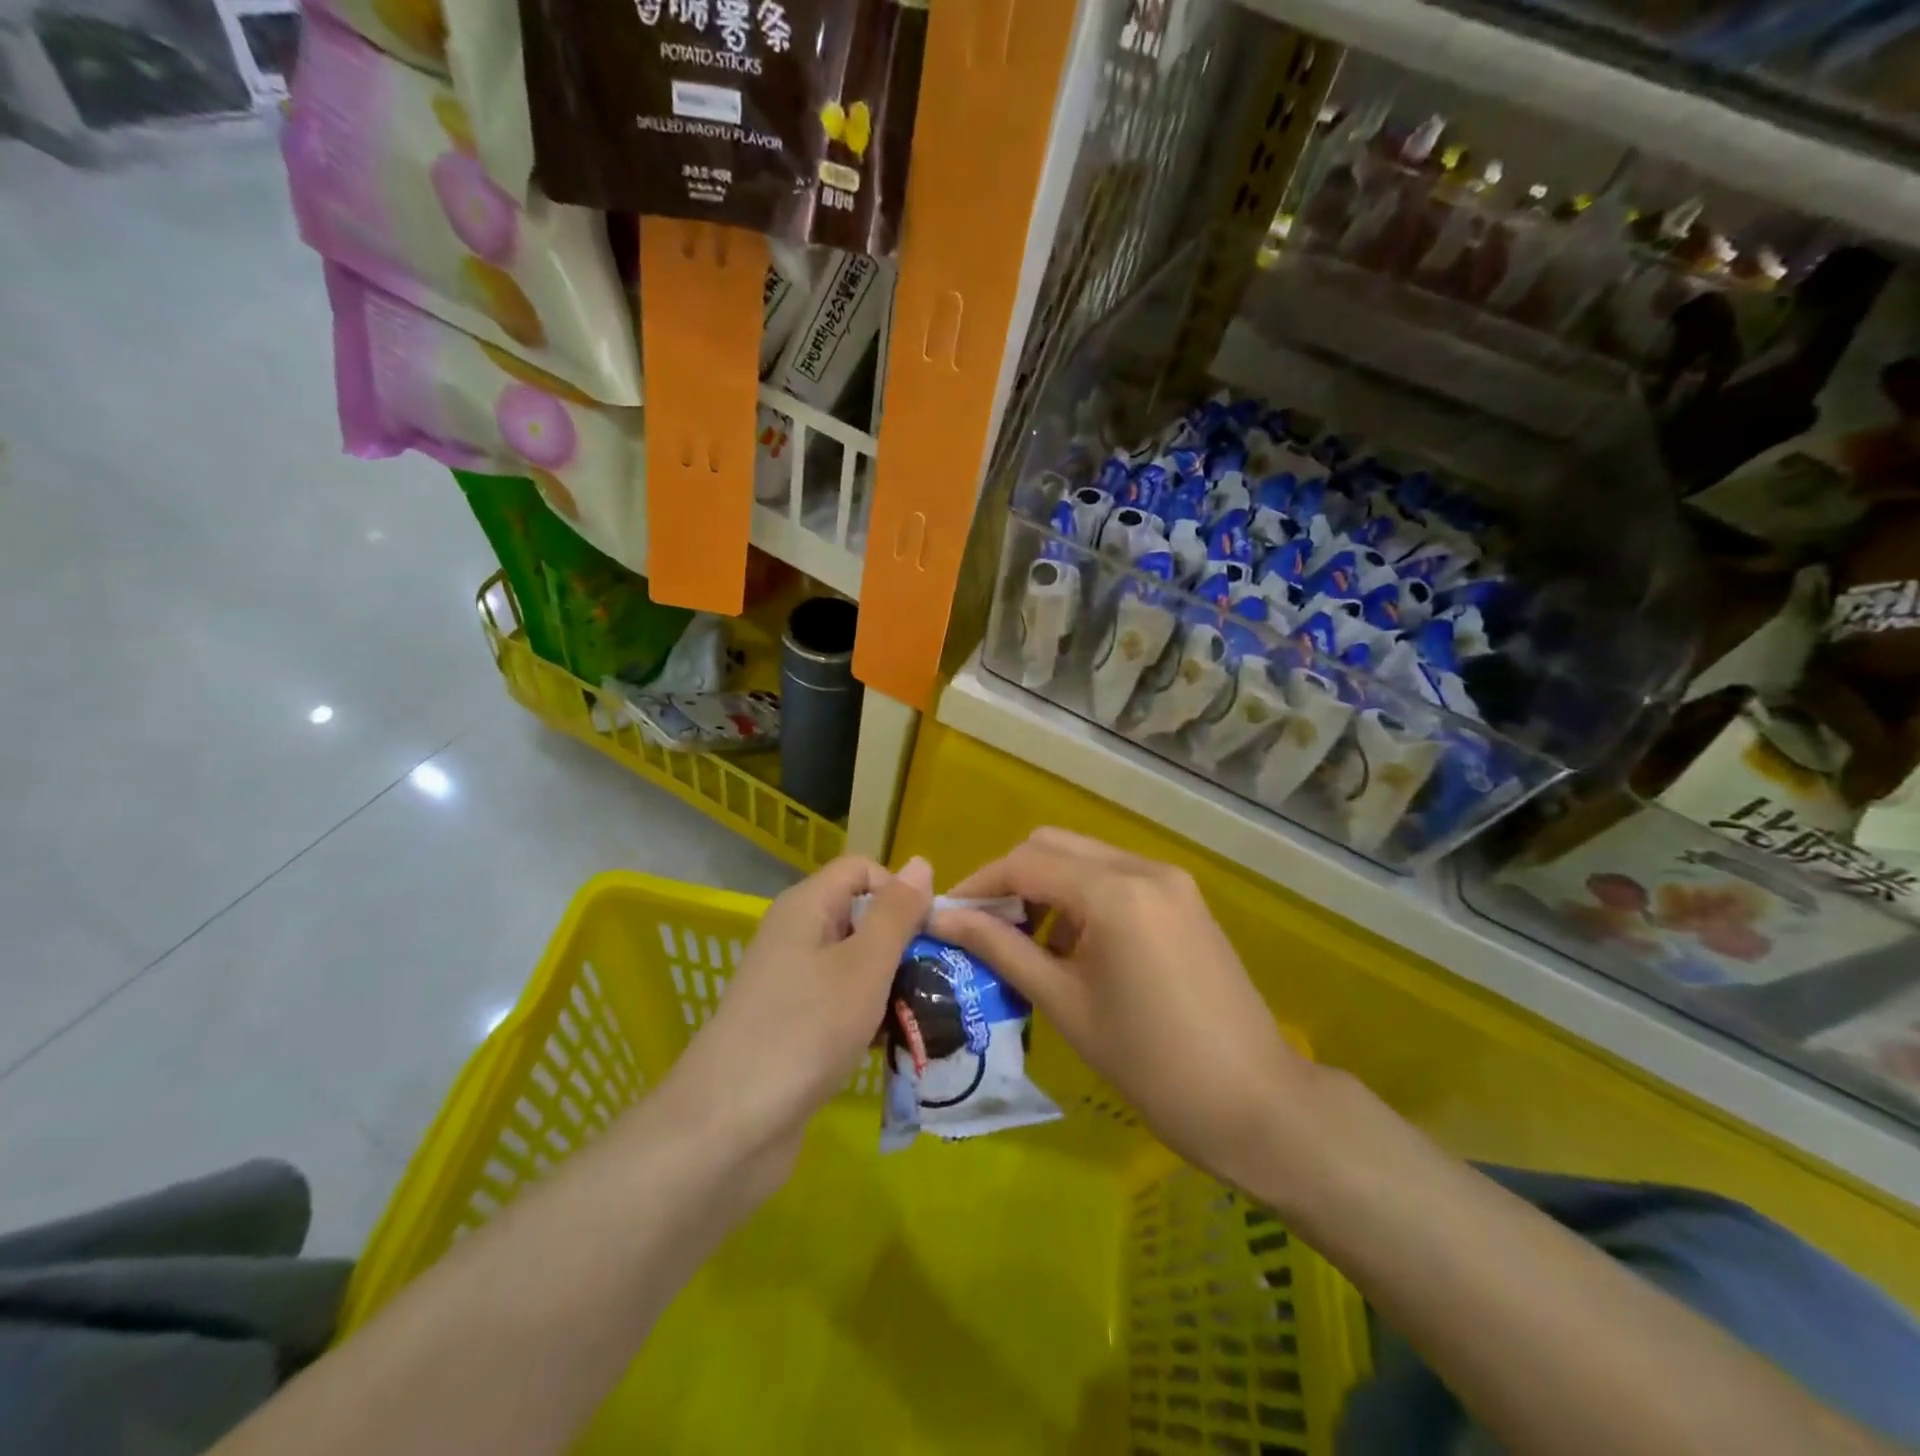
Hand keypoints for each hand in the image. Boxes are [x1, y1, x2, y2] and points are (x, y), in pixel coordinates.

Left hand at [662, 854, 932, 1198]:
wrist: (729, 1129)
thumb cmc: (805, 1030)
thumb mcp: (864, 965)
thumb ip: (896, 913)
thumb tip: (921, 862)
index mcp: (806, 907)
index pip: (862, 870)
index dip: (900, 891)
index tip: (931, 933)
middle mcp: (796, 936)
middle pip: (862, 917)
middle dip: (904, 943)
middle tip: (943, 978)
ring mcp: (793, 984)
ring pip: (857, 965)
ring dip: (894, 985)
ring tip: (933, 1014)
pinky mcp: (794, 1027)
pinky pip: (843, 1004)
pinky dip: (872, 1017)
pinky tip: (900, 1043)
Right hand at [931, 829, 1312, 1193]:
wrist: (1254, 1103)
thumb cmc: (1149, 1063)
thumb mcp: (1064, 1003)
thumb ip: (1000, 949)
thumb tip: (943, 919)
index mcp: (1114, 891)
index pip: (1025, 862)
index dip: (978, 885)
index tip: (945, 916)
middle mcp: (1143, 867)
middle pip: (1054, 845)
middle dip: (1010, 879)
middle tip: (984, 928)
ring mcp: (1170, 880)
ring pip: (1085, 857)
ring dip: (1046, 886)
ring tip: (1025, 943)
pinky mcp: (1184, 899)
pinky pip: (1116, 878)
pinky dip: (1082, 896)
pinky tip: (1073, 945)